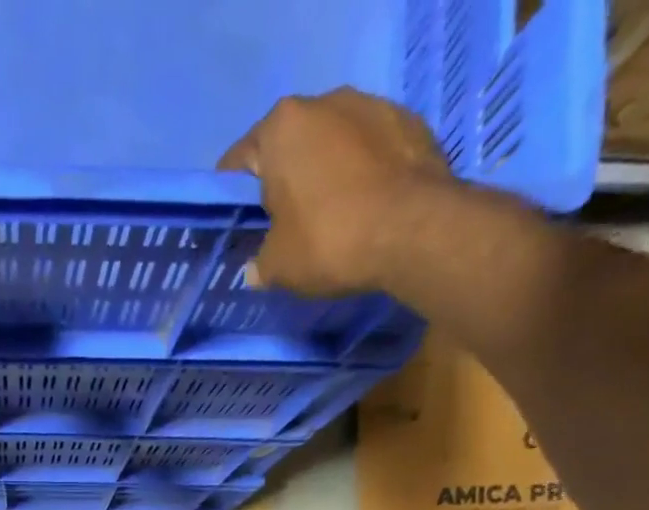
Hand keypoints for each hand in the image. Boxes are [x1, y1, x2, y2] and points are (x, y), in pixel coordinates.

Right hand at [219, 89, 453, 296]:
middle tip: (283, 227)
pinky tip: (363, 208)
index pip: (239, 163)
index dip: (233, 201)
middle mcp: (325, 102)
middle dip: (283, 182)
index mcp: (281, 127)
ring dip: (325, 174)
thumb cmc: (329, 241)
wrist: (415, 231)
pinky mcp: (408, 122)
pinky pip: (370, 150)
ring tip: (330, 217)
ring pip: (332, 144)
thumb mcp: (276, 267)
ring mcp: (372, 105)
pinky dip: (362, 174)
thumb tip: (256, 269)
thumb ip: (259, 263)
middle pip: (289, 147)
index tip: (238, 228)